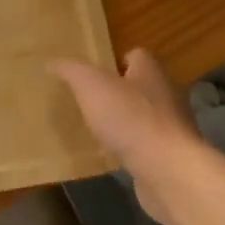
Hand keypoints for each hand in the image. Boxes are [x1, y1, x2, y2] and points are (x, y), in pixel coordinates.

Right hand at [51, 49, 205, 224]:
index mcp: (151, 71)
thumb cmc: (129, 118)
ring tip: (98, 130)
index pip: (136, 55)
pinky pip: (148, 145)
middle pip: (141, 86)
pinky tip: (114, 156)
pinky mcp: (171, 155)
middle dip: (119, 92)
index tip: (93, 74)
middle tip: (90, 102)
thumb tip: (52, 62)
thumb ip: (71, 71)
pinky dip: (133, 148)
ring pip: (145, 116)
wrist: (167, 169)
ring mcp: (173, 127)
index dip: (115, 61)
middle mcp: (167, 94)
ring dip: (126, 122)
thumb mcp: (90, 86)